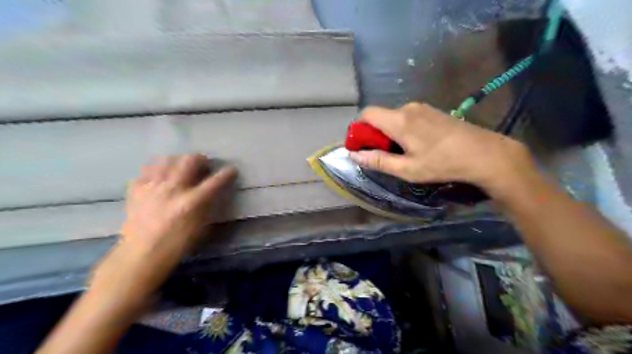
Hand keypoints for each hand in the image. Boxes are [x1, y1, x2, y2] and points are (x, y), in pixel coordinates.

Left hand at [91, 156, 234, 302]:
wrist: (141, 254)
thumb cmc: (177, 244)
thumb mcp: (201, 227)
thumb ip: (207, 206)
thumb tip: (211, 192)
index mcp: (191, 201)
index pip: (215, 181)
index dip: (227, 173)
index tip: (231, 170)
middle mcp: (173, 188)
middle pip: (189, 160)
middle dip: (200, 159)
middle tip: (203, 165)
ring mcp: (152, 187)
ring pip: (165, 159)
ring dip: (177, 161)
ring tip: (179, 168)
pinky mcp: (136, 190)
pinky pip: (146, 171)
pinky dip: (155, 172)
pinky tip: (158, 180)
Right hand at [348, 101, 529, 192]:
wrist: (484, 153)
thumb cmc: (442, 163)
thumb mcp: (407, 169)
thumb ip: (377, 160)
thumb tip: (353, 155)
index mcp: (398, 120)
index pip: (366, 114)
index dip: (359, 129)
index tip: (362, 146)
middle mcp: (408, 108)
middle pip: (380, 116)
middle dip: (375, 134)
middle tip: (384, 155)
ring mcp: (422, 108)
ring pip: (394, 117)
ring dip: (390, 133)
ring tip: (403, 153)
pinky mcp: (433, 111)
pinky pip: (408, 117)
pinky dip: (403, 129)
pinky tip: (417, 145)